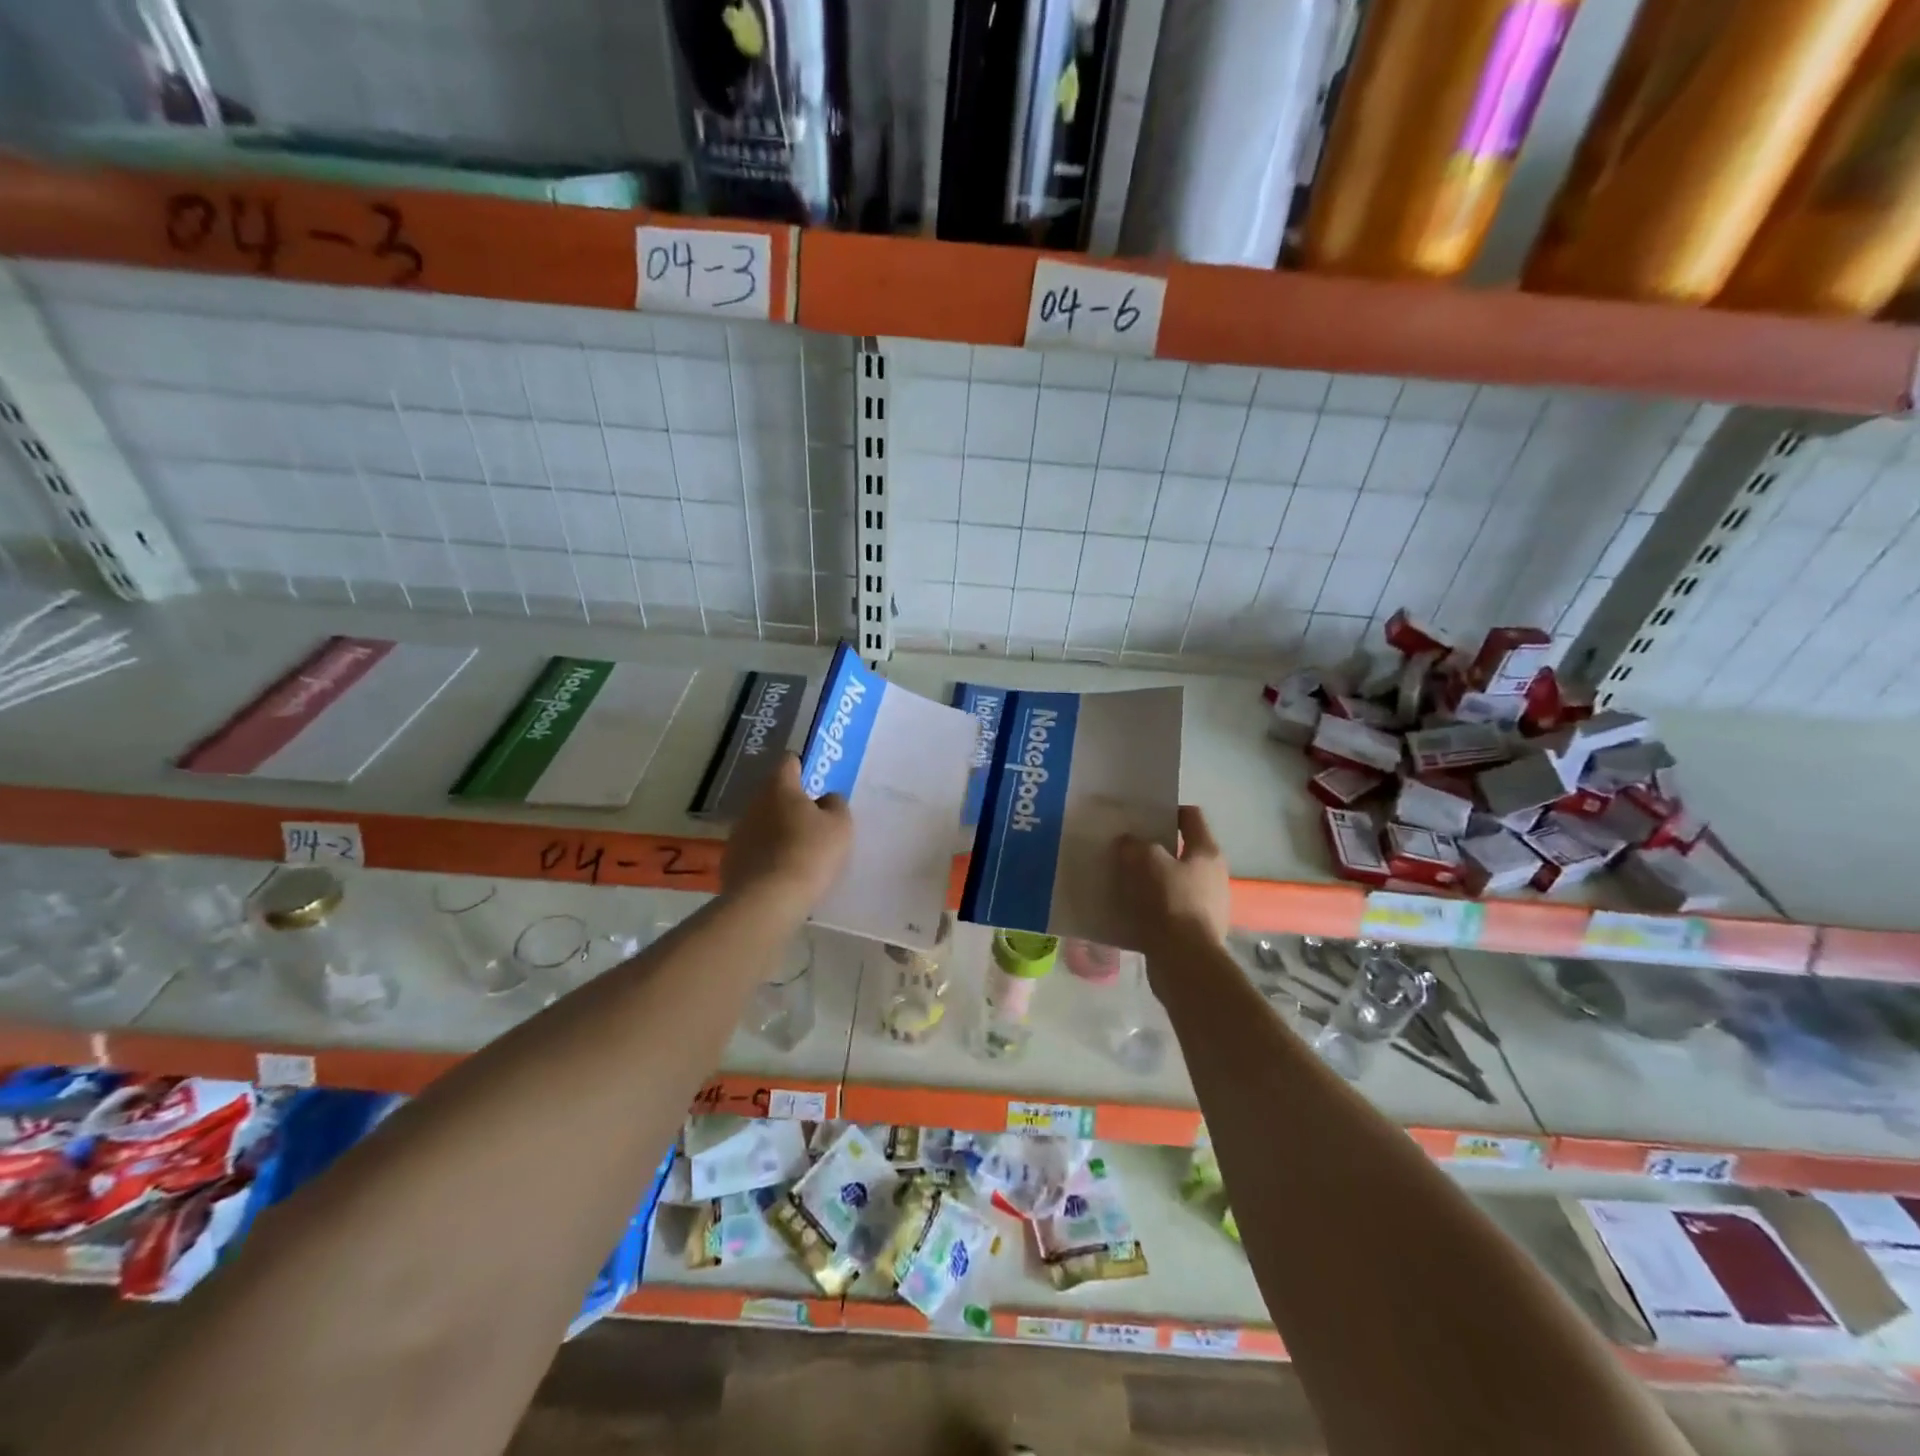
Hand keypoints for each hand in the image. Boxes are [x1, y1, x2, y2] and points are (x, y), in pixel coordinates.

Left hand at [721, 755, 852, 913]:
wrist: (768, 900)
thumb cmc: (810, 853)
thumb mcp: (840, 825)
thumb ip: (835, 804)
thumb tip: (825, 799)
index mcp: (779, 788)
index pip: (789, 762)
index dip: (803, 767)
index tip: (816, 782)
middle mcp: (753, 804)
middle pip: (774, 795)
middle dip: (792, 804)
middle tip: (814, 823)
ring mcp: (738, 833)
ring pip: (762, 823)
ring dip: (778, 831)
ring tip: (799, 853)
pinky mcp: (730, 861)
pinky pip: (754, 850)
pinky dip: (766, 856)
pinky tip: (781, 875)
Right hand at [1115, 805, 1229, 960]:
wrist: (1185, 961)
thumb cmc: (1169, 902)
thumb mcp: (1144, 861)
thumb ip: (1134, 845)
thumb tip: (1129, 843)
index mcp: (1207, 852)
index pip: (1191, 816)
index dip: (1168, 811)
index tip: (1142, 817)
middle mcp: (1214, 875)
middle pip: (1182, 850)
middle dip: (1155, 848)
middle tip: (1127, 849)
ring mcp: (1208, 905)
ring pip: (1174, 881)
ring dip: (1152, 879)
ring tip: (1124, 880)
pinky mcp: (1196, 931)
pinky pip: (1170, 908)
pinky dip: (1153, 906)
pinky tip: (1131, 909)